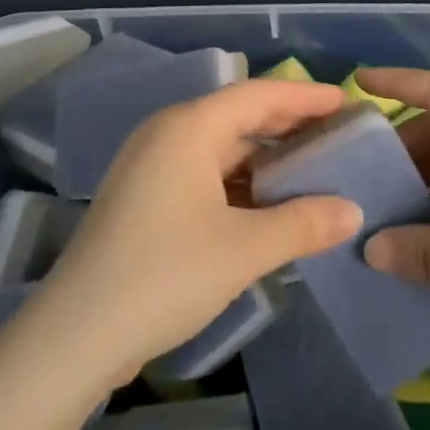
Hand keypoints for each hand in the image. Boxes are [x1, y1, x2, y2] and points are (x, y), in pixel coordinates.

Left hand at [38, 79, 361, 385]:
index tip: (343, 101)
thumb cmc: (165, 274)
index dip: (303, 96)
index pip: (257, 95)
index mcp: (188, 128)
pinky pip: (203, 174)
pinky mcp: (145, 199)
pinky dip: (239, 183)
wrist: (77, 333)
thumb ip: (302, 225)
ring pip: (220, 149)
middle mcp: (167, 135)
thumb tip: (352, 211)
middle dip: (287, 126)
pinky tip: (267, 205)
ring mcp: (151, 167)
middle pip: (237, 117)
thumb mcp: (242, 250)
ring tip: (312, 170)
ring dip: (264, 159)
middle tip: (336, 136)